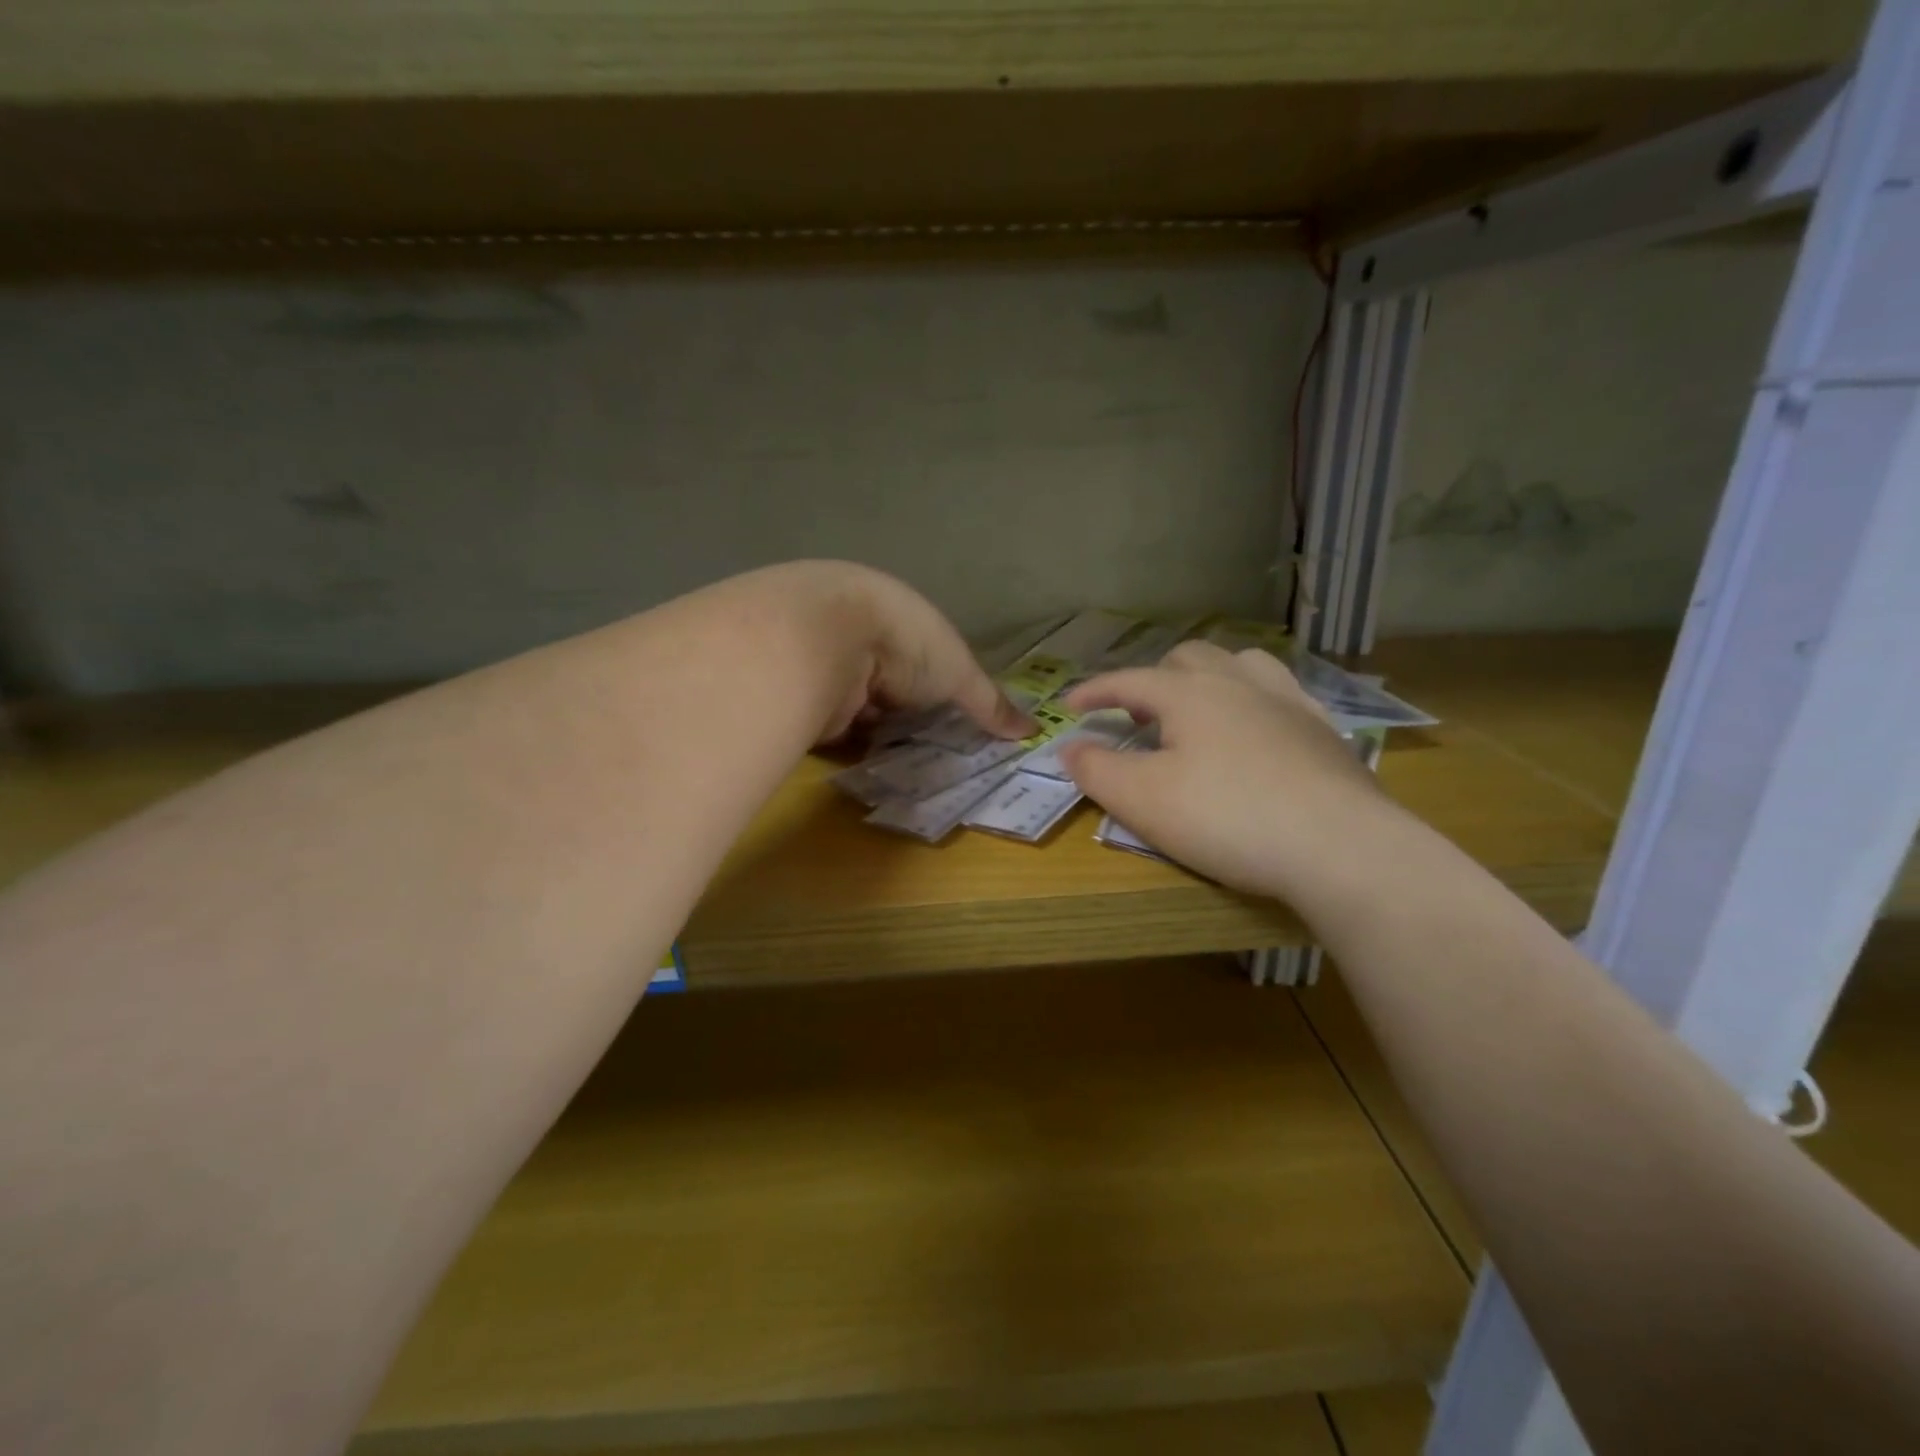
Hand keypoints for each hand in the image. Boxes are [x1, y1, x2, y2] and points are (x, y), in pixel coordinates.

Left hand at [750, 562, 1032, 744]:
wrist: (823, 639)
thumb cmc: (905, 645)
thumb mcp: (960, 674)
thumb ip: (990, 704)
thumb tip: (1032, 730)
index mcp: (900, 615)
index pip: (925, 657)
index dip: (940, 689)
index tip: (956, 724)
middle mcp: (862, 636)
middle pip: (891, 685)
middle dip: (907, 717)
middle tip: (933, 755)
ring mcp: (829, 663)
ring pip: (861, 706)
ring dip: (877, 733)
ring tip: (905, 769)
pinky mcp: (804, 694)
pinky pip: (834, 725)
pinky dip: (851, 747)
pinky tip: (869, 770)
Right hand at [1060, 641, 1398, 902]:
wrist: (1340, 847)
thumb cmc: (1227, 817)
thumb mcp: (1143, 799)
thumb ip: (1097, 769)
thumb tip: (1069, 746)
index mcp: (1189, 693)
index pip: (1129, 680)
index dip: (1095, 691)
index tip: (1070, 706)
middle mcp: (1238, 682)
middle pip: (1187, 659)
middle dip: (1153, 679)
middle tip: (1138, 715)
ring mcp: (1288, 702)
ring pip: (1240, 664)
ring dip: (1208, 678)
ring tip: (1197, 709)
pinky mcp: (1323, 731)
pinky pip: (1281, 694)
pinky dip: (1252, 701)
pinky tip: (1256, 731)